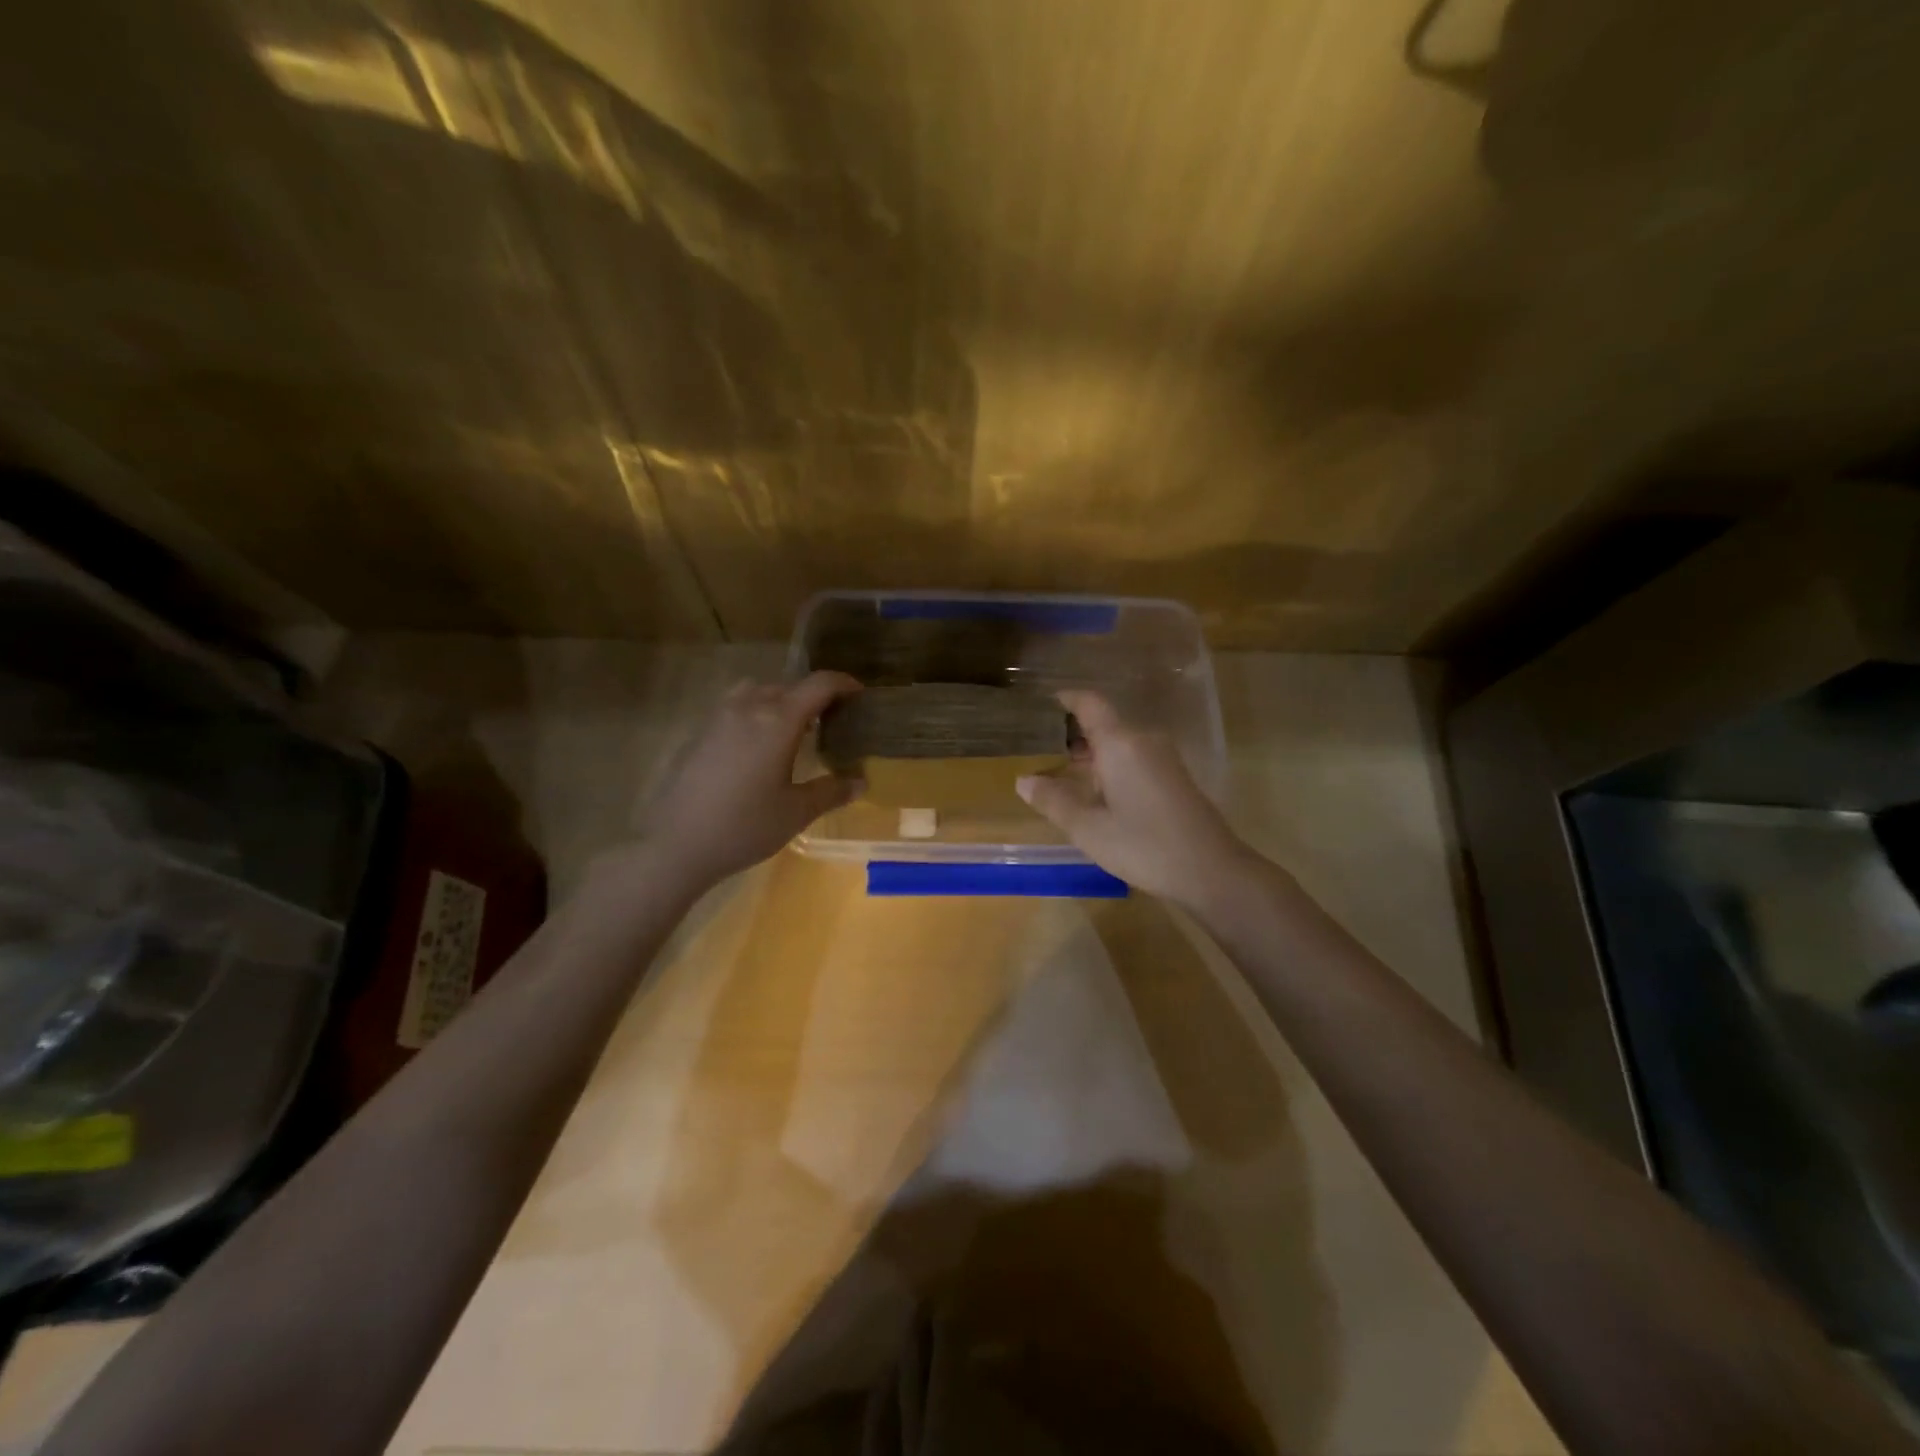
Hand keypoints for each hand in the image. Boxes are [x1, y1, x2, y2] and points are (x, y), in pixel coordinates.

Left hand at [636, 672, 863, 887]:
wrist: (675, 844)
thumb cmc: (744, 826)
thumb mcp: (796, 812)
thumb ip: (831, 791)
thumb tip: (861, 782)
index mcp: (778, 720)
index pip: (819, 685)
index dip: (844, 684)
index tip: (860, 695)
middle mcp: (749, 707)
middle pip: (789, 686)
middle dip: (815, 697)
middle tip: (833, 721)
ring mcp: (719, 717)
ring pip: (759, 692)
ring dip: (782, 701)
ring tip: (795, 730)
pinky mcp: (700, 733)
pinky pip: (736, 707)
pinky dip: (757, 713)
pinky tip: (759, 747)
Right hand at [1017, 690, 1254, 907]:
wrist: (1211, 871)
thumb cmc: (1144, 845)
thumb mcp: (1088, 828)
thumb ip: (1054, 801)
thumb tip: (1023, 780)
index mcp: (1120, 744)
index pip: (1091, 704)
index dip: (1067, 699)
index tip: (1044, 703)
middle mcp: (1143, 741)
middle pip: (1105, 724)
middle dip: (1074, 734)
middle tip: (1042, 750)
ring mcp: (1163, 759)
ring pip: (1120, 743)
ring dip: (1093, 753)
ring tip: (1063, 774)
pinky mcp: (1174, 777)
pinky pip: (1134, 758)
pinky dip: (1111, 766)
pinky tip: (1097, 794)